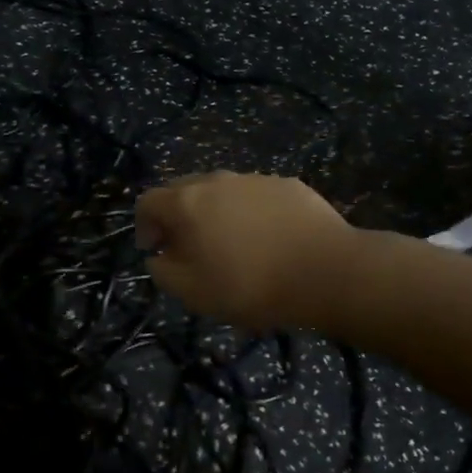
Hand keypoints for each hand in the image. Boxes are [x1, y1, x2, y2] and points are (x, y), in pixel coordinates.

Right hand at [135, 172, 354, 330]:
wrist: (327, 271)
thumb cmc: (250, 284)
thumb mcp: (193, 293)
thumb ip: (163, 272)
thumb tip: (158, 257)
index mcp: (186, 202)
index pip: (147, 201)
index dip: (144, 226)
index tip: (156, 251)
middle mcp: (215, 180)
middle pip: (183, 191)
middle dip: (178, 218)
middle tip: (190, 249)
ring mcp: (253, 179)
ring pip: (221, 192)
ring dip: (216, 214)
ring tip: (234, 247)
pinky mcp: (287, 185)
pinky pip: (256, 197)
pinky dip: (252, 214)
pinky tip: (270, 241)